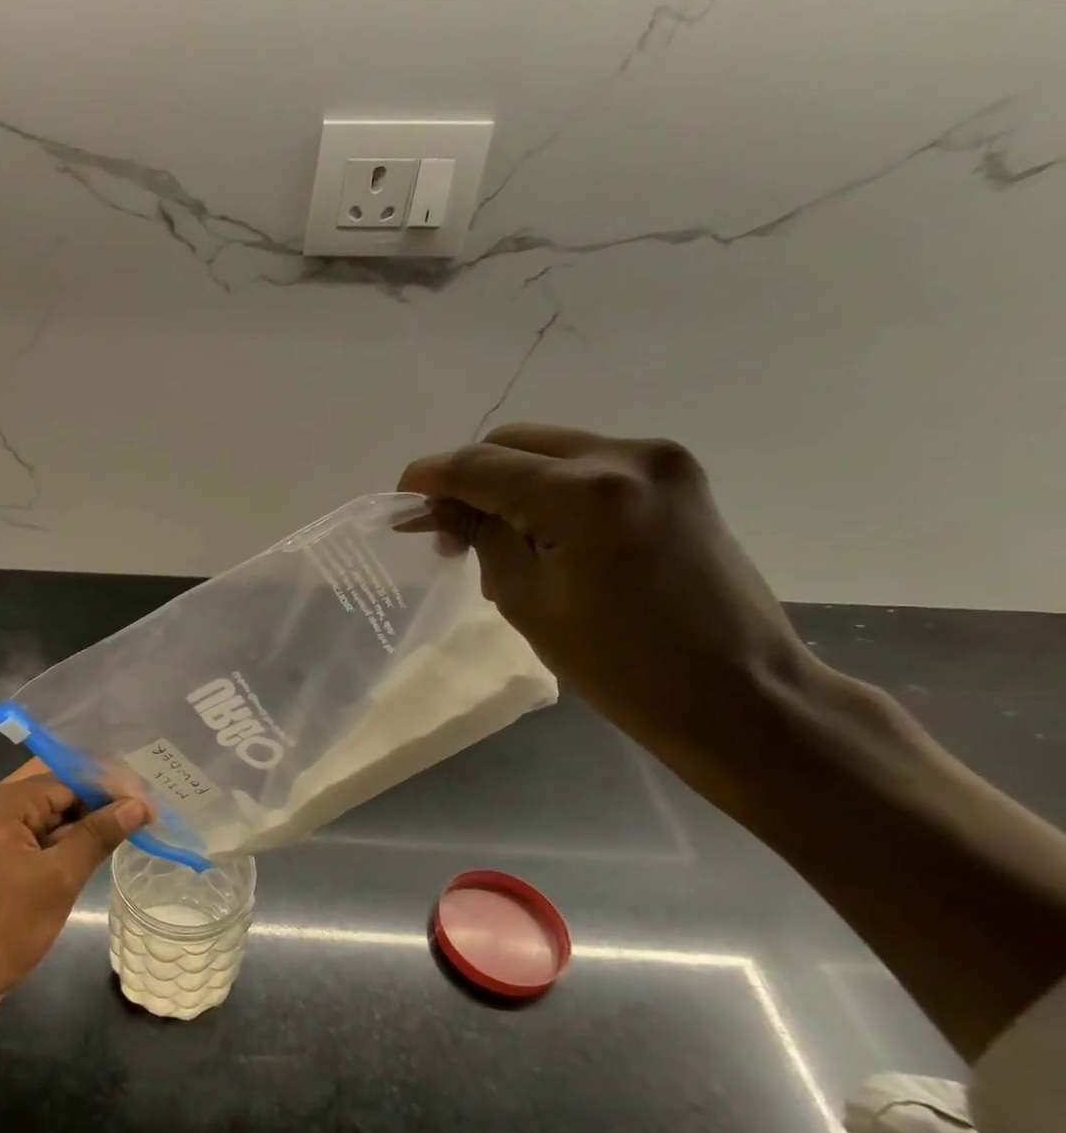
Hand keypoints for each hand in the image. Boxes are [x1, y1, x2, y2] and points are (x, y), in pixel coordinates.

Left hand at [0, 774, 148, 1019]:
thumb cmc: (3, 927)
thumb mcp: (58, 879)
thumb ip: (97, 836)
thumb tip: (137, 805)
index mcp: (2, 802)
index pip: (66, 779)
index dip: (110, 788)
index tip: (149, 802)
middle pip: (54, 791)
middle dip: (97, 800)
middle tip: (143, 810)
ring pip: (44, 816)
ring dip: (82, 822)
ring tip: (129, 826)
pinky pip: (32, 838)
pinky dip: (62, 842)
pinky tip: (93, 849)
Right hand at [397, 424, 815, 759]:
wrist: (735, 690)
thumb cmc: (617, 663)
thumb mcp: (526, 600)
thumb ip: (479, 537)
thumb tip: (437, 509)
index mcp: (583, 494)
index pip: (480, 465)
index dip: (429, 478)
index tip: (397, 502)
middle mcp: (624, 455)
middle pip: (514, 442)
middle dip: (467, 478)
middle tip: (444, 533)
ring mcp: (658, 460)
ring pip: (549, 450)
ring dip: (507, 483)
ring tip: (492, 540)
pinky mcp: (676, 476)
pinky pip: (587, 464)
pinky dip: (548, 489)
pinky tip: (539, 533)